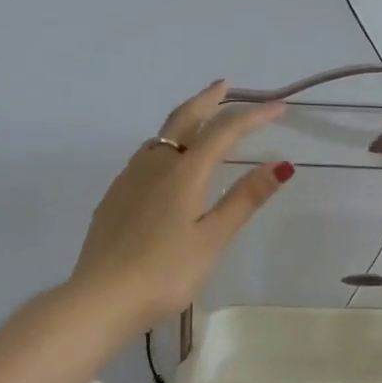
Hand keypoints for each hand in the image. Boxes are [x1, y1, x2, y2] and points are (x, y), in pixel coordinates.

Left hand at [69, 81, 292, 331]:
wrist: (100, 297)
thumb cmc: (165, 272)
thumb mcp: (213, 238)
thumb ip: (244, 198)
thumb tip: (281, 163)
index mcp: (184, 173)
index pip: (224, 131)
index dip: (253, 116)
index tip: (279, 108)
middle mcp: (154, 165)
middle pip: (183, 119)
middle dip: (208, 100)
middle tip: (225, 85)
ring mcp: (129, 179)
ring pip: (160, 136)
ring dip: (184, 119)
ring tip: (200, 119)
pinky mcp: (114, 197)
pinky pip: (144, 156)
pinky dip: (165, 144)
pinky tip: (166, 163)